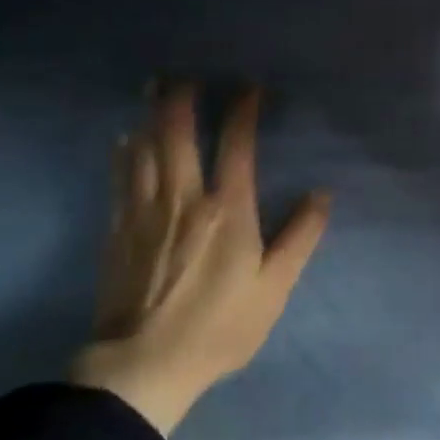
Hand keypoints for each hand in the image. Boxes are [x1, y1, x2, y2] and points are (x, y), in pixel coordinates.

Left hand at [71, 85, 330, 437]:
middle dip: (182, 100)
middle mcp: (184, 200)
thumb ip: (300, 237)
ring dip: (151, 116)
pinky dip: (124, 154)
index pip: (236, 145)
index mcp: (228, 210)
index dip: (243, 111)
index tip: (249, 87)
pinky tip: (124, 140)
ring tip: (153, 88)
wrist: (142, 367)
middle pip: (178, 136)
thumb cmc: (219, 326)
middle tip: (184, 73)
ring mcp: (145, 214)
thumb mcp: (274, 287)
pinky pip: (121, 180)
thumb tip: (322, 194)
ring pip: (146, 151)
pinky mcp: (118, 233)